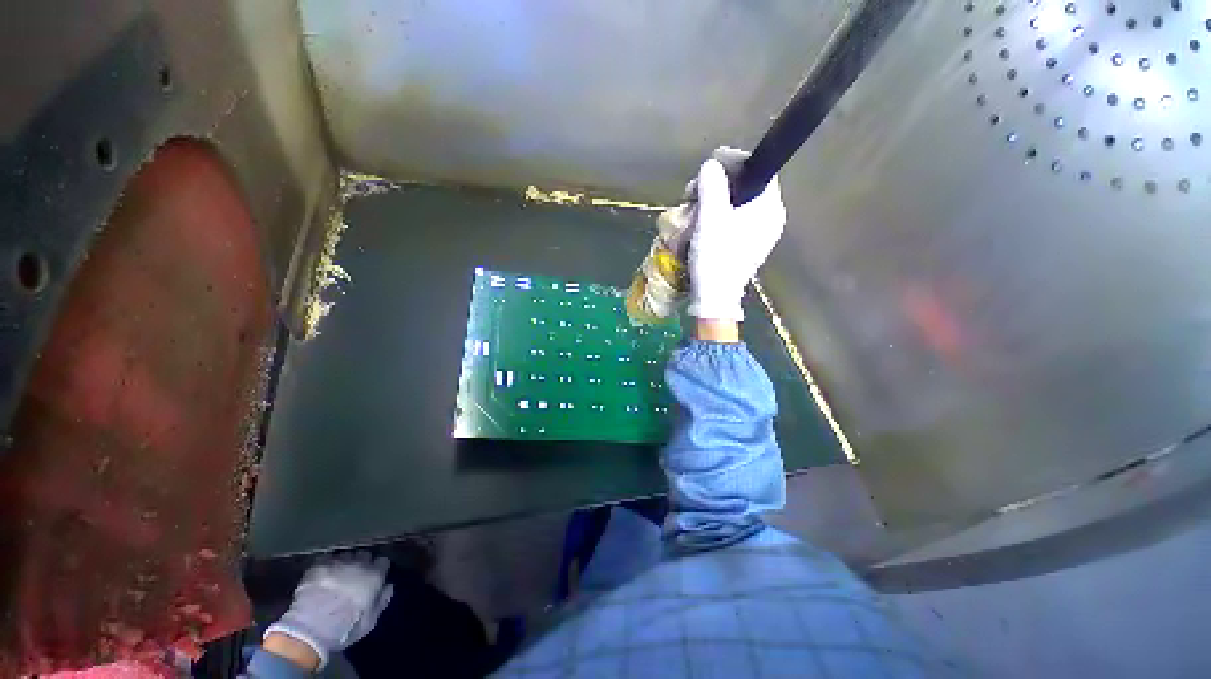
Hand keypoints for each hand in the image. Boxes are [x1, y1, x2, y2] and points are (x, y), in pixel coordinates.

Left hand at [264, 552, 392, 669]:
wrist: (312, 628)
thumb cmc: (346, 627)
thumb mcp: (371, 620)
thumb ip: (382, 600)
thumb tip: (388, 586)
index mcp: (375, 575)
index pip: (383, 562)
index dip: (380, 569)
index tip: (376, 577)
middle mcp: (359, 563)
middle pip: (365, 555)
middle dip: (362, 563)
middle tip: (356, 576)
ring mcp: (338, 562)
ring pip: (346, 555)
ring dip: (345, 563)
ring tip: (339, 573)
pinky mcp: (318, 566)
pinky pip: (326, 559)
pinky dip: (327, 565)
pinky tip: (324, 574)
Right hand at [686, 147, 785, 322]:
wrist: (715, 297)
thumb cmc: (716, 256)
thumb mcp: (711, 218)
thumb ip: (712, 187)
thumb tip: (711, 165)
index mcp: (769, 208)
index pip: (758, 170)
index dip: (735, 162)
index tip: (711, 164)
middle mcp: (770, 218)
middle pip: (746, 187)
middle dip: (719, 185)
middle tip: (695, 191)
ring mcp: (760, 234)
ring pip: (738, 204)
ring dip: (715, 201)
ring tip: (693, 208)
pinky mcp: (748, 246)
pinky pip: (735, 221)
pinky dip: (718, 216)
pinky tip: (701, 222)